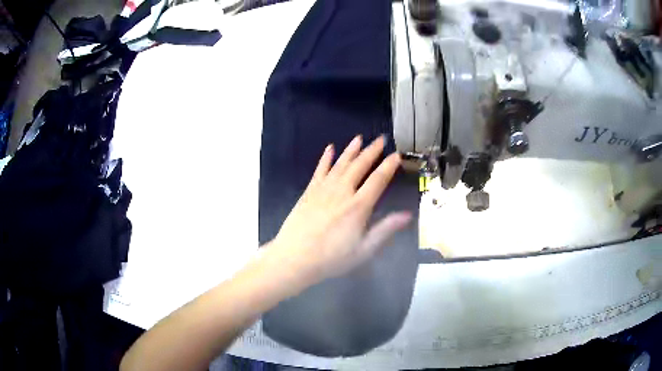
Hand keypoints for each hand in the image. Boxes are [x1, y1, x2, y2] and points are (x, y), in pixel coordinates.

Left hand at [268, 135, 411, 285]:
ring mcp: (323, 189)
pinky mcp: (309, 192)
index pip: (378, 180)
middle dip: (372, 151)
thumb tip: (407, 215)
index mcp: (358, 206)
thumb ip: (385, 230)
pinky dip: (326, 158)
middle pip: (360, 166)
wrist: (294, 258)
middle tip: (381, 139)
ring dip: (351, 150)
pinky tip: (330, 148)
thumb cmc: (331, 258)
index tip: (396, 155)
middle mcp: (342, 192)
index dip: (388, 166)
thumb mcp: (363, 250)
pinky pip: (319, 170)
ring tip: (359, 138)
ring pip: (340, 164)